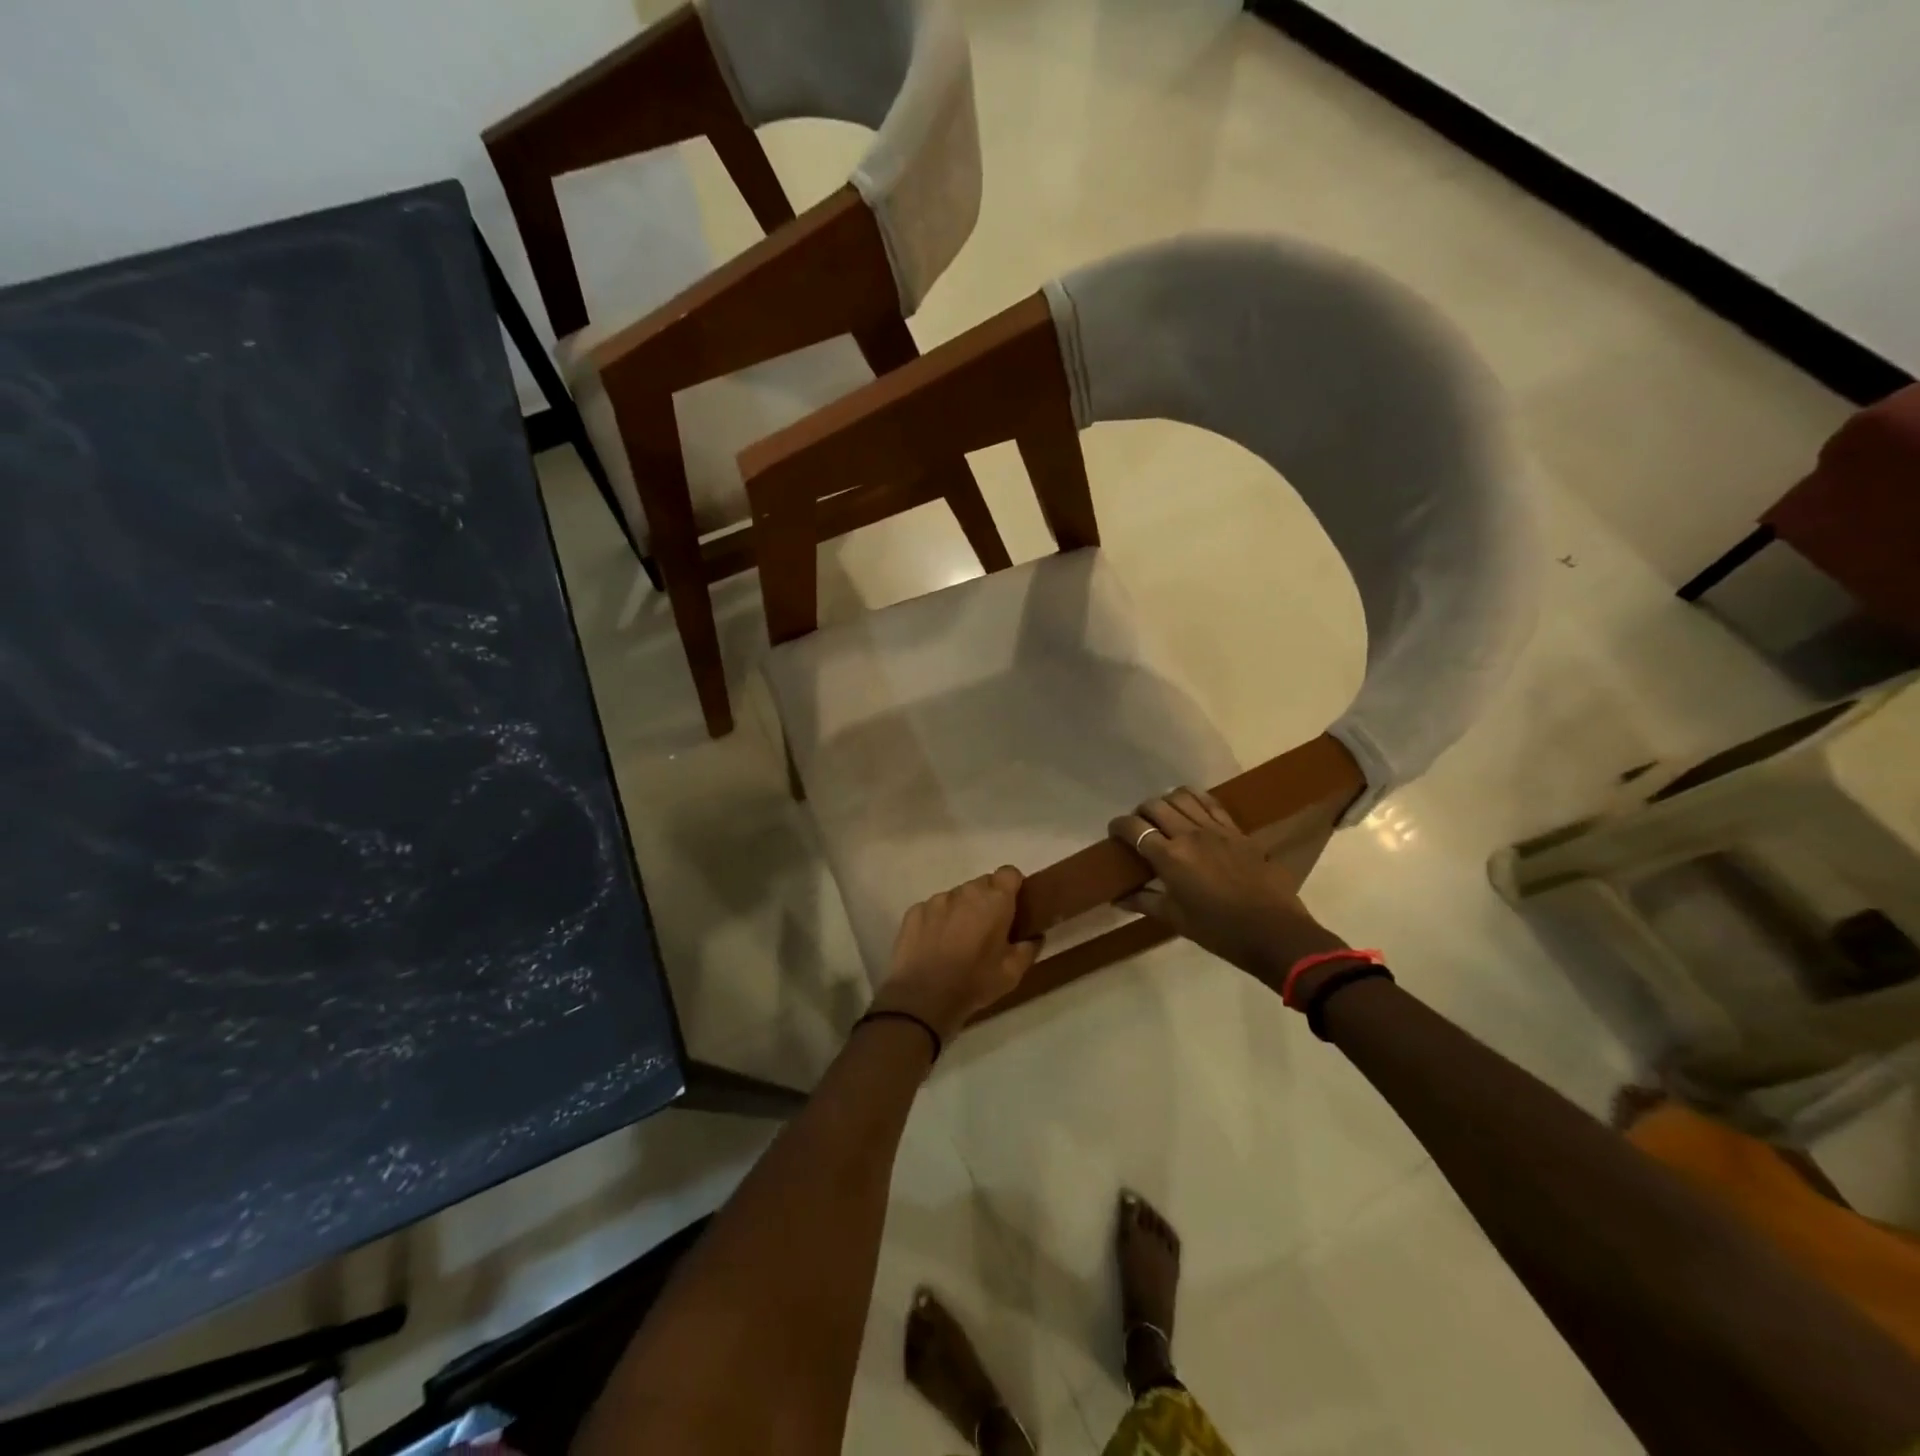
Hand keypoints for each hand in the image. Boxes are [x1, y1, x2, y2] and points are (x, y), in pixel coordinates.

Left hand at [873, 867, 1040, 1042]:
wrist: (923, 997)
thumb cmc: (974, 982)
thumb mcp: (1012, 973)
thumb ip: (1028, 949)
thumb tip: (1034, 936)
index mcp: (994, 900)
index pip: (1009, 873)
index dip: (1012, 887)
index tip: (1012, 907)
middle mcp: (965, 892)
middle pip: (982, 884)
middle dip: (987, 901)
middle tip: (987, 929)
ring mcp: (937, 900)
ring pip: (957, 896)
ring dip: (962, 910)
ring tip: (958, 940)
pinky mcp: (914, 911)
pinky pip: (933, 908)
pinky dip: (938, 920)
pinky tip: (935, 945)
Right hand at [1110, 787, 1347, 983]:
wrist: (1274, 932)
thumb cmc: (1219, 931)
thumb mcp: (1175, 919)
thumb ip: (1144, 902)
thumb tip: (1118, 899)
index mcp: (1169, 857)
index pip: (1134, 828)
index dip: (1118, 826)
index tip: (1114, 832)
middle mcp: (1189, 834)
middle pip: (1155, 806)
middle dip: (1141, 812)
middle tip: (1139, 827)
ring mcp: (1216, 829)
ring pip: (1182, 796)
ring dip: (1166, 802)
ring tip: (1165, 816)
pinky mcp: (1237, 831)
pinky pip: (1211, 803)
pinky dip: (1195, 800)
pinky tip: (1192, 809)